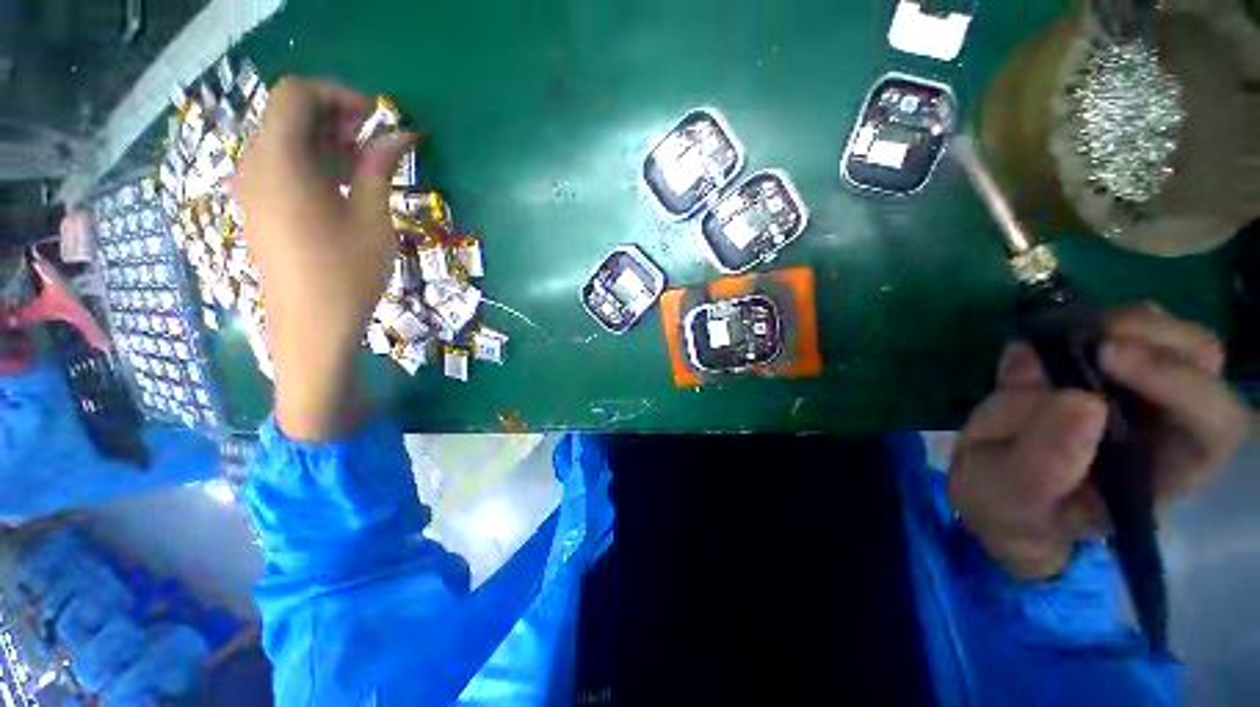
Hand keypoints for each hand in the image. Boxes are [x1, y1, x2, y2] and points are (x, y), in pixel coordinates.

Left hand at [237, 77, 417, 440]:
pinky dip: (313, 162)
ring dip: (326, 141)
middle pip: (288, 114)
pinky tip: (344, 188)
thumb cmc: (347, 274)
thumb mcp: (372, 218)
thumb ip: (379, 168)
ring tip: (367, 167)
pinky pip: (281, 165)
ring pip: (285, 139)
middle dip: (335, 117)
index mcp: (280, 161)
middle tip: (377, 142)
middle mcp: (255, 165)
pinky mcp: (258, 207)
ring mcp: (251, 187)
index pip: (296, 95)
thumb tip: (399, 135)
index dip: (338, 96)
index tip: (377, 118)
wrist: (311, 327)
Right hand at [950, 304, 1250, 580]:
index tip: (1106, 356)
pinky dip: (1090, 319)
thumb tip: (1078, 399)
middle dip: (1153, 338)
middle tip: (1087, 339)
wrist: (994, 483)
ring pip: (1173, 334)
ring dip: (1124, 324)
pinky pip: (1122, 326)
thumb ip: (1043, 463)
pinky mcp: (1107, 365)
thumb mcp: (1013, 496)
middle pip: (1204, 361)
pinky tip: (1053, 337)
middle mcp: (1169, 426)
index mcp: (1164, 472)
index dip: (1179, 382)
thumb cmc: (1012, 503)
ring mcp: (1141, 390)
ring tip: (1064, 336)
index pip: (1213, 425)